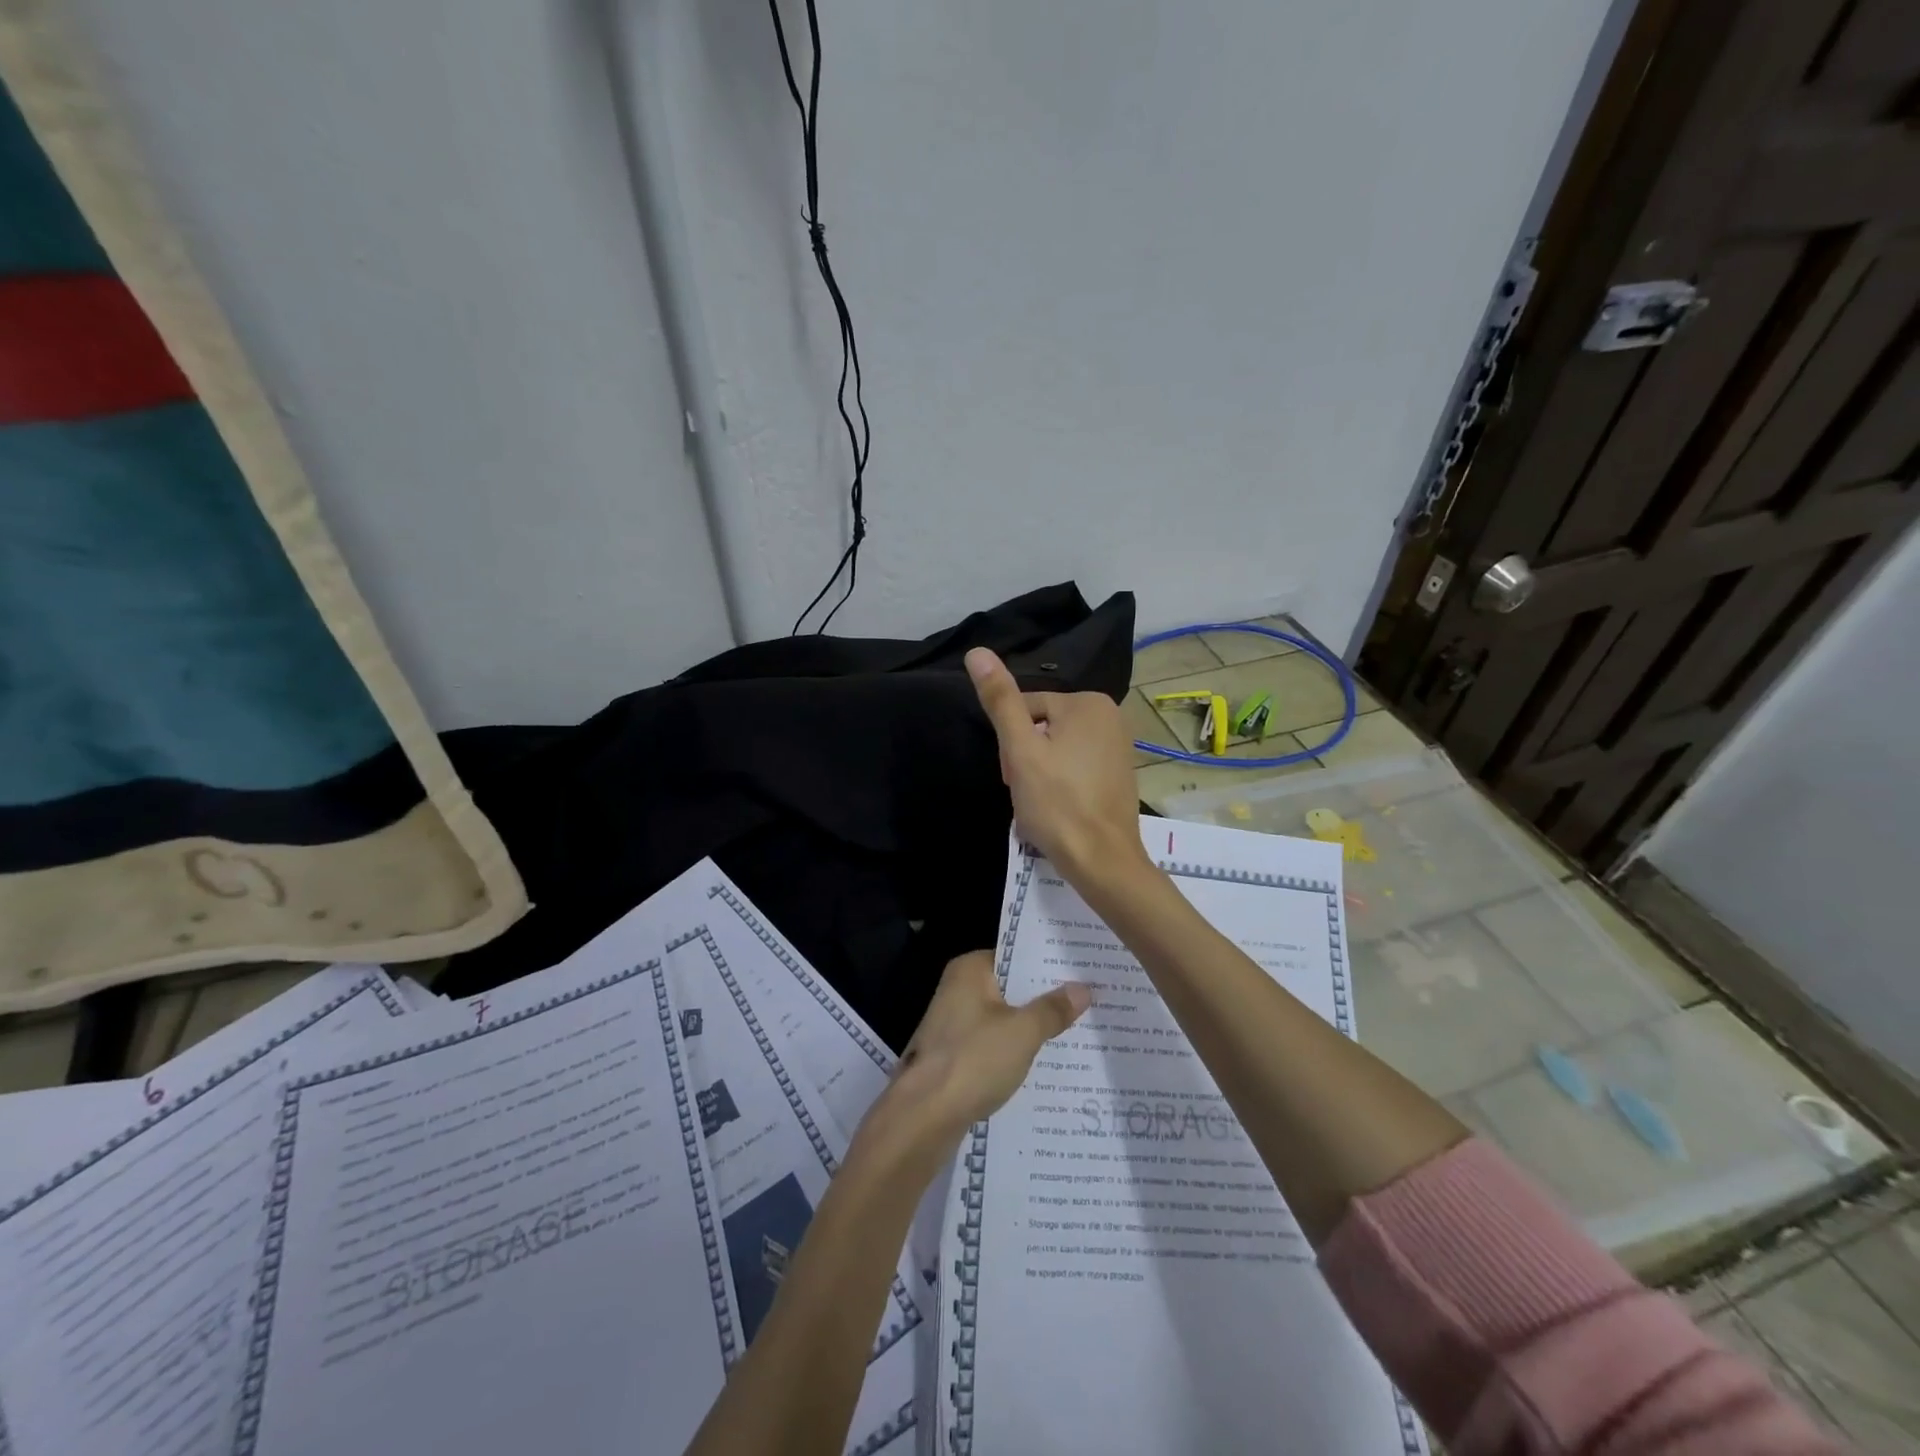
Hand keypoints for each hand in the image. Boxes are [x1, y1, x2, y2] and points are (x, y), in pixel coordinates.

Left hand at [862, 951, 1089, 1154]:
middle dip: (1044, 999)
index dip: (1048, 965)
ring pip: (1003, 1018)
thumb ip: (1052, 1009)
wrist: (923, 1116)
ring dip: (1031, 1027)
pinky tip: (1044, 1063)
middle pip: (1010, 988)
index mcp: (969, 969)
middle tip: (1089, 1003)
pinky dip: (1014, 1050)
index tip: (1082, 971)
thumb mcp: (1022, 1032)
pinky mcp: (953, 1054)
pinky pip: (992, 1044)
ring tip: (1076, 1032)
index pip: (1016, 956)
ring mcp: (953, 1023)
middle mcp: (957, 989)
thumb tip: (1082, 989)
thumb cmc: (973, 1059)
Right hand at [965, 647, 1153, 885]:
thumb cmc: (1057, 803)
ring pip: (1056, 750)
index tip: (1013, 776)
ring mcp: (1118, 745)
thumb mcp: (1020, 750)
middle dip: (1026, 759)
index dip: (1010, 745)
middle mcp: (1110, 715)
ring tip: (1040, 804)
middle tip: (1026, 792)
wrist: (1102, 861)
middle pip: (1041, 728)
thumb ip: (1000, 700)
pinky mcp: (1119, 773)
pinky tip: (1058, 809)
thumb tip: (977, 651)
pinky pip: (1075, 767)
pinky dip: (1061, 785)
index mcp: (1088, 702)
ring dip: (1039, 774)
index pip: (1025, 710)